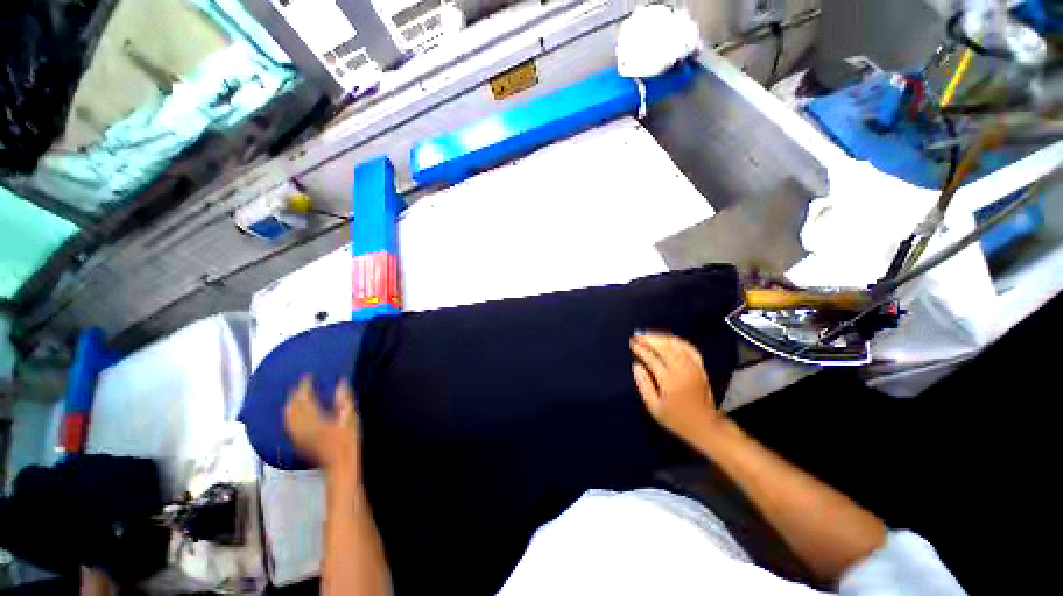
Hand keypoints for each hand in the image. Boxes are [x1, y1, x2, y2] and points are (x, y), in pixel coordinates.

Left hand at [284, 375, 359, 470]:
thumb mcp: (350, 418)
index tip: (307, 376)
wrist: (339, 464)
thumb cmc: (348, 440)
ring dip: (290, 405)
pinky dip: (289, 417)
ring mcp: (300, 435)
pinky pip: (290, 426)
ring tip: (293, 397)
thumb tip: (341, 383)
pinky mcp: (300, 441)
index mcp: (315, 419)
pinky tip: (292, 415)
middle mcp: (303, 426)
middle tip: (298, 385)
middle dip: (295, 395)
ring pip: (289, 417)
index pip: (306, 399)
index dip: (305, 387)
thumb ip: (344, 400)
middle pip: (294, 408)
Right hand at [630, 332, 721, 445]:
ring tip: (649, 335)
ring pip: (677, 345)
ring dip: (662, 337)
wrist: (705, 426)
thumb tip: (636, 366)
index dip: (641, 349)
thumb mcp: (654, 408)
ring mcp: (693, 368)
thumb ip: (644, 385)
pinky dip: (678, 341)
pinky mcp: (701, 368)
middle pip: (665, 348)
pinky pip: (690, 348)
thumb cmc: (677, 419)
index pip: (652, 359)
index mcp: (669, 381)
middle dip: (650, 339)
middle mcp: (683, 371)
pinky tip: (668, 339)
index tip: (632, 344)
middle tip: (638, 335)